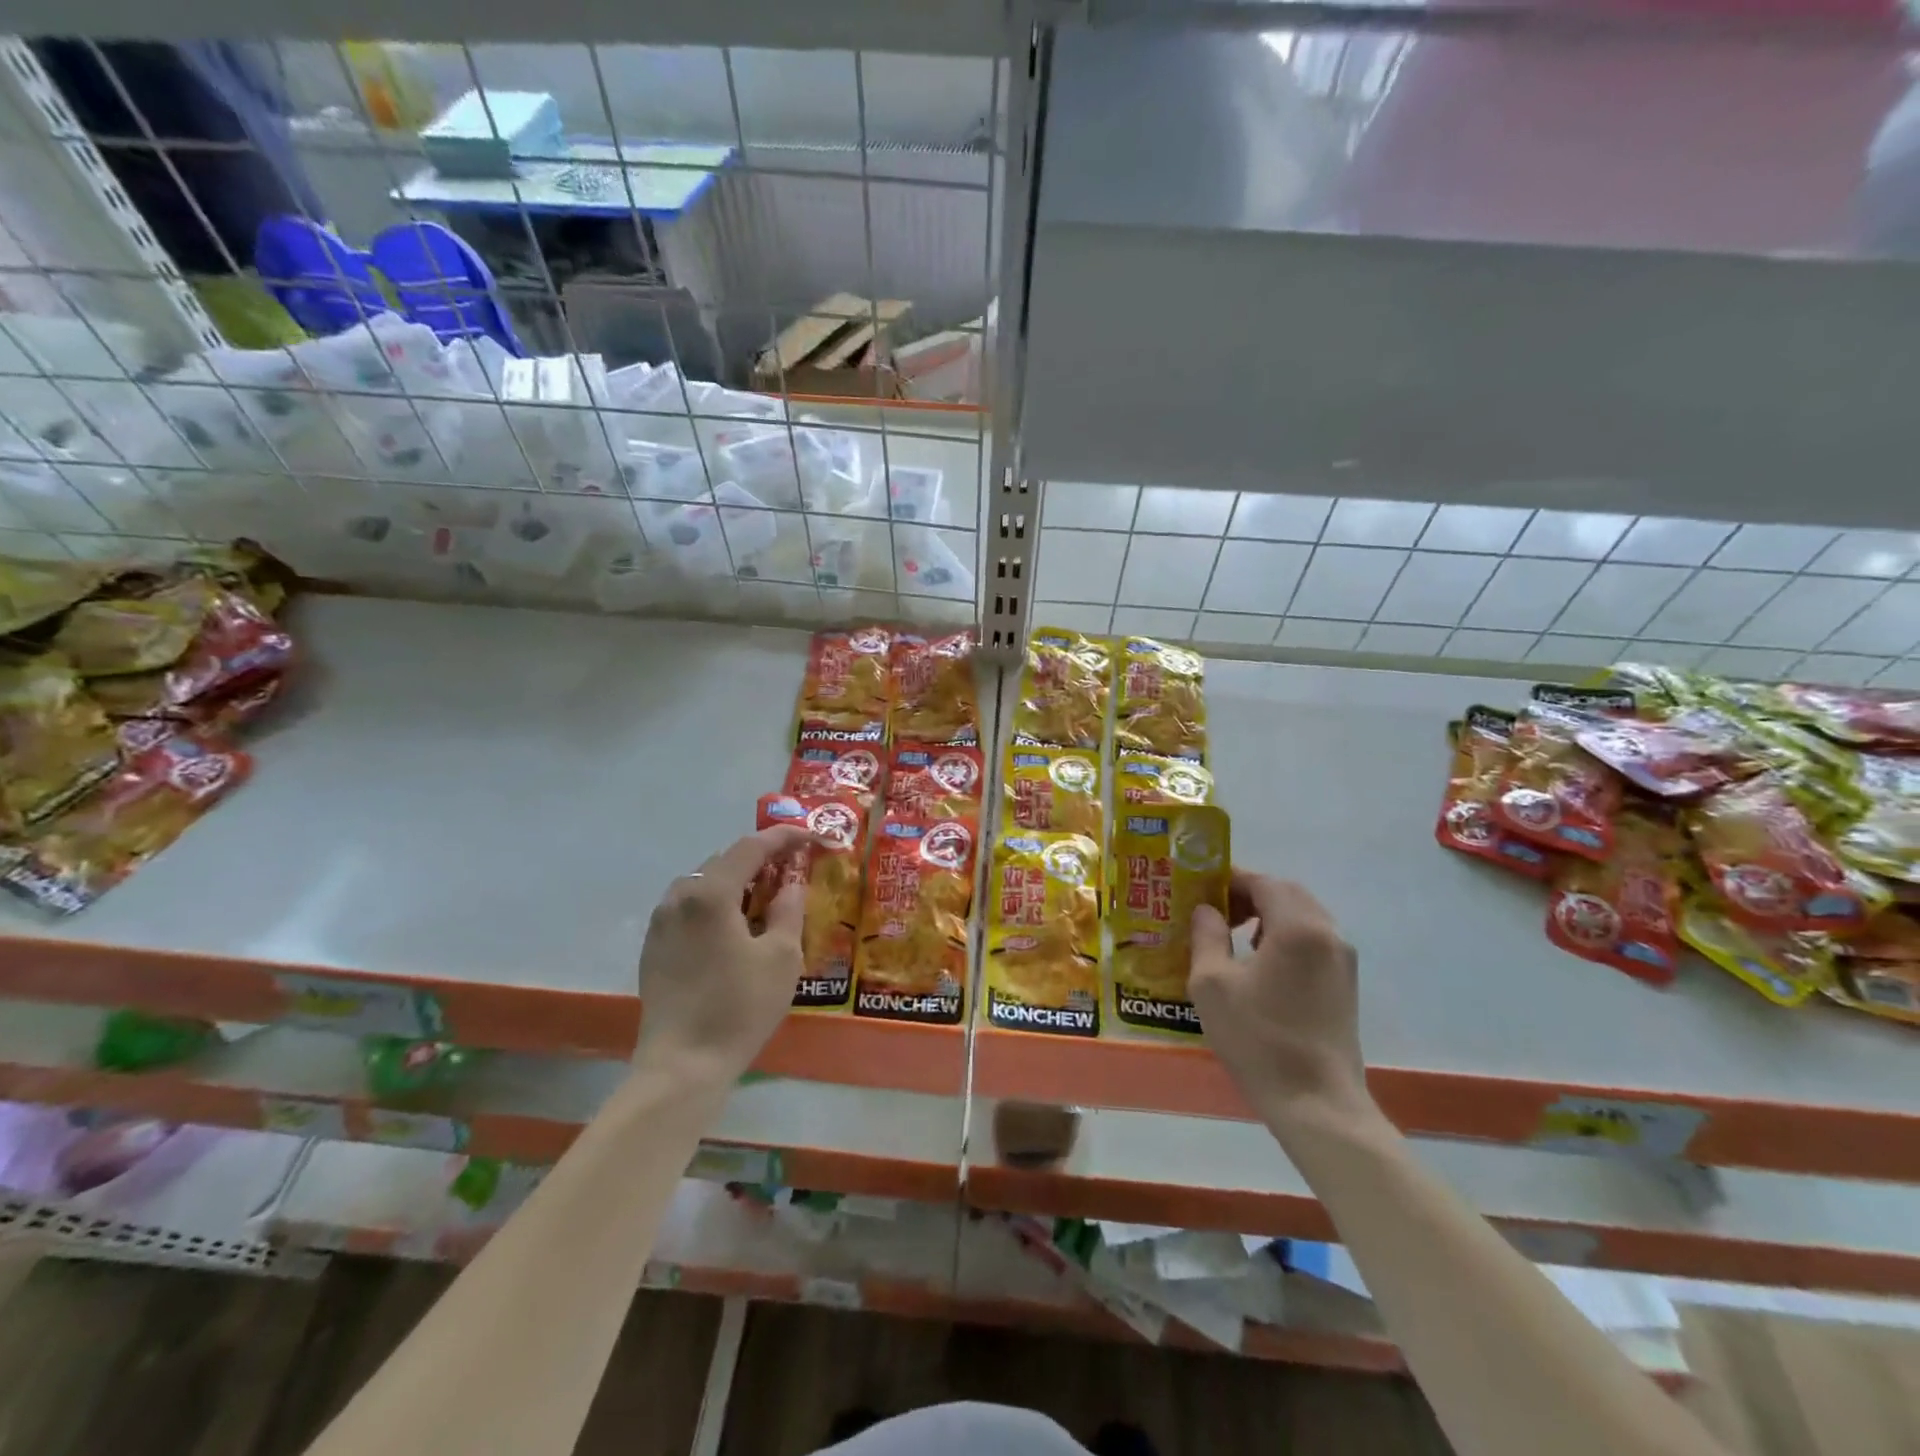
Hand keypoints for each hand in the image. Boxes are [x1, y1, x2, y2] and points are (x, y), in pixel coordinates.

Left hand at [633, 826, 812, 1084]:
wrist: (683, 1066)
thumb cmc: (739, 1007)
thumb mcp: (781, 956)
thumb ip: (789, 909)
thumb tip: (791, 882)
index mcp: (710, 893)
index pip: (751, 847)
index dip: (784, 837)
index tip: (812, 836)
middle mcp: (678, 897)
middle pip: (724, 861)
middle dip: (760, 859)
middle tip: (792, 869)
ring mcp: (660, 922)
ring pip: (703, 883)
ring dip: (736, 881)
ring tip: (765, 897)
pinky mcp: (653, 946)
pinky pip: (689, 907)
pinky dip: (716, 903)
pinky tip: (734, 926)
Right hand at [1189, 871, 1378, 1136]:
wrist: (1316, 1103)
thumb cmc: (1258, 1038)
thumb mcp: (1212, 984)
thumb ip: (1207, 936)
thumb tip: (1206, 910)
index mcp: (1297, 927)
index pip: (1263, 882)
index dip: (1230, 879)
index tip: (1200, 888)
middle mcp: (1328, 933)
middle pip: (1287, 893)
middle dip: (1250, 893)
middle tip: (1216, 908)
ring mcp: (1343, 960)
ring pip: (1304, 915)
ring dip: (1269, 913)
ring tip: (1235, 933)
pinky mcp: (1346, 984)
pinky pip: (1314, 939)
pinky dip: (1286, 934)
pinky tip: (1261, 961)